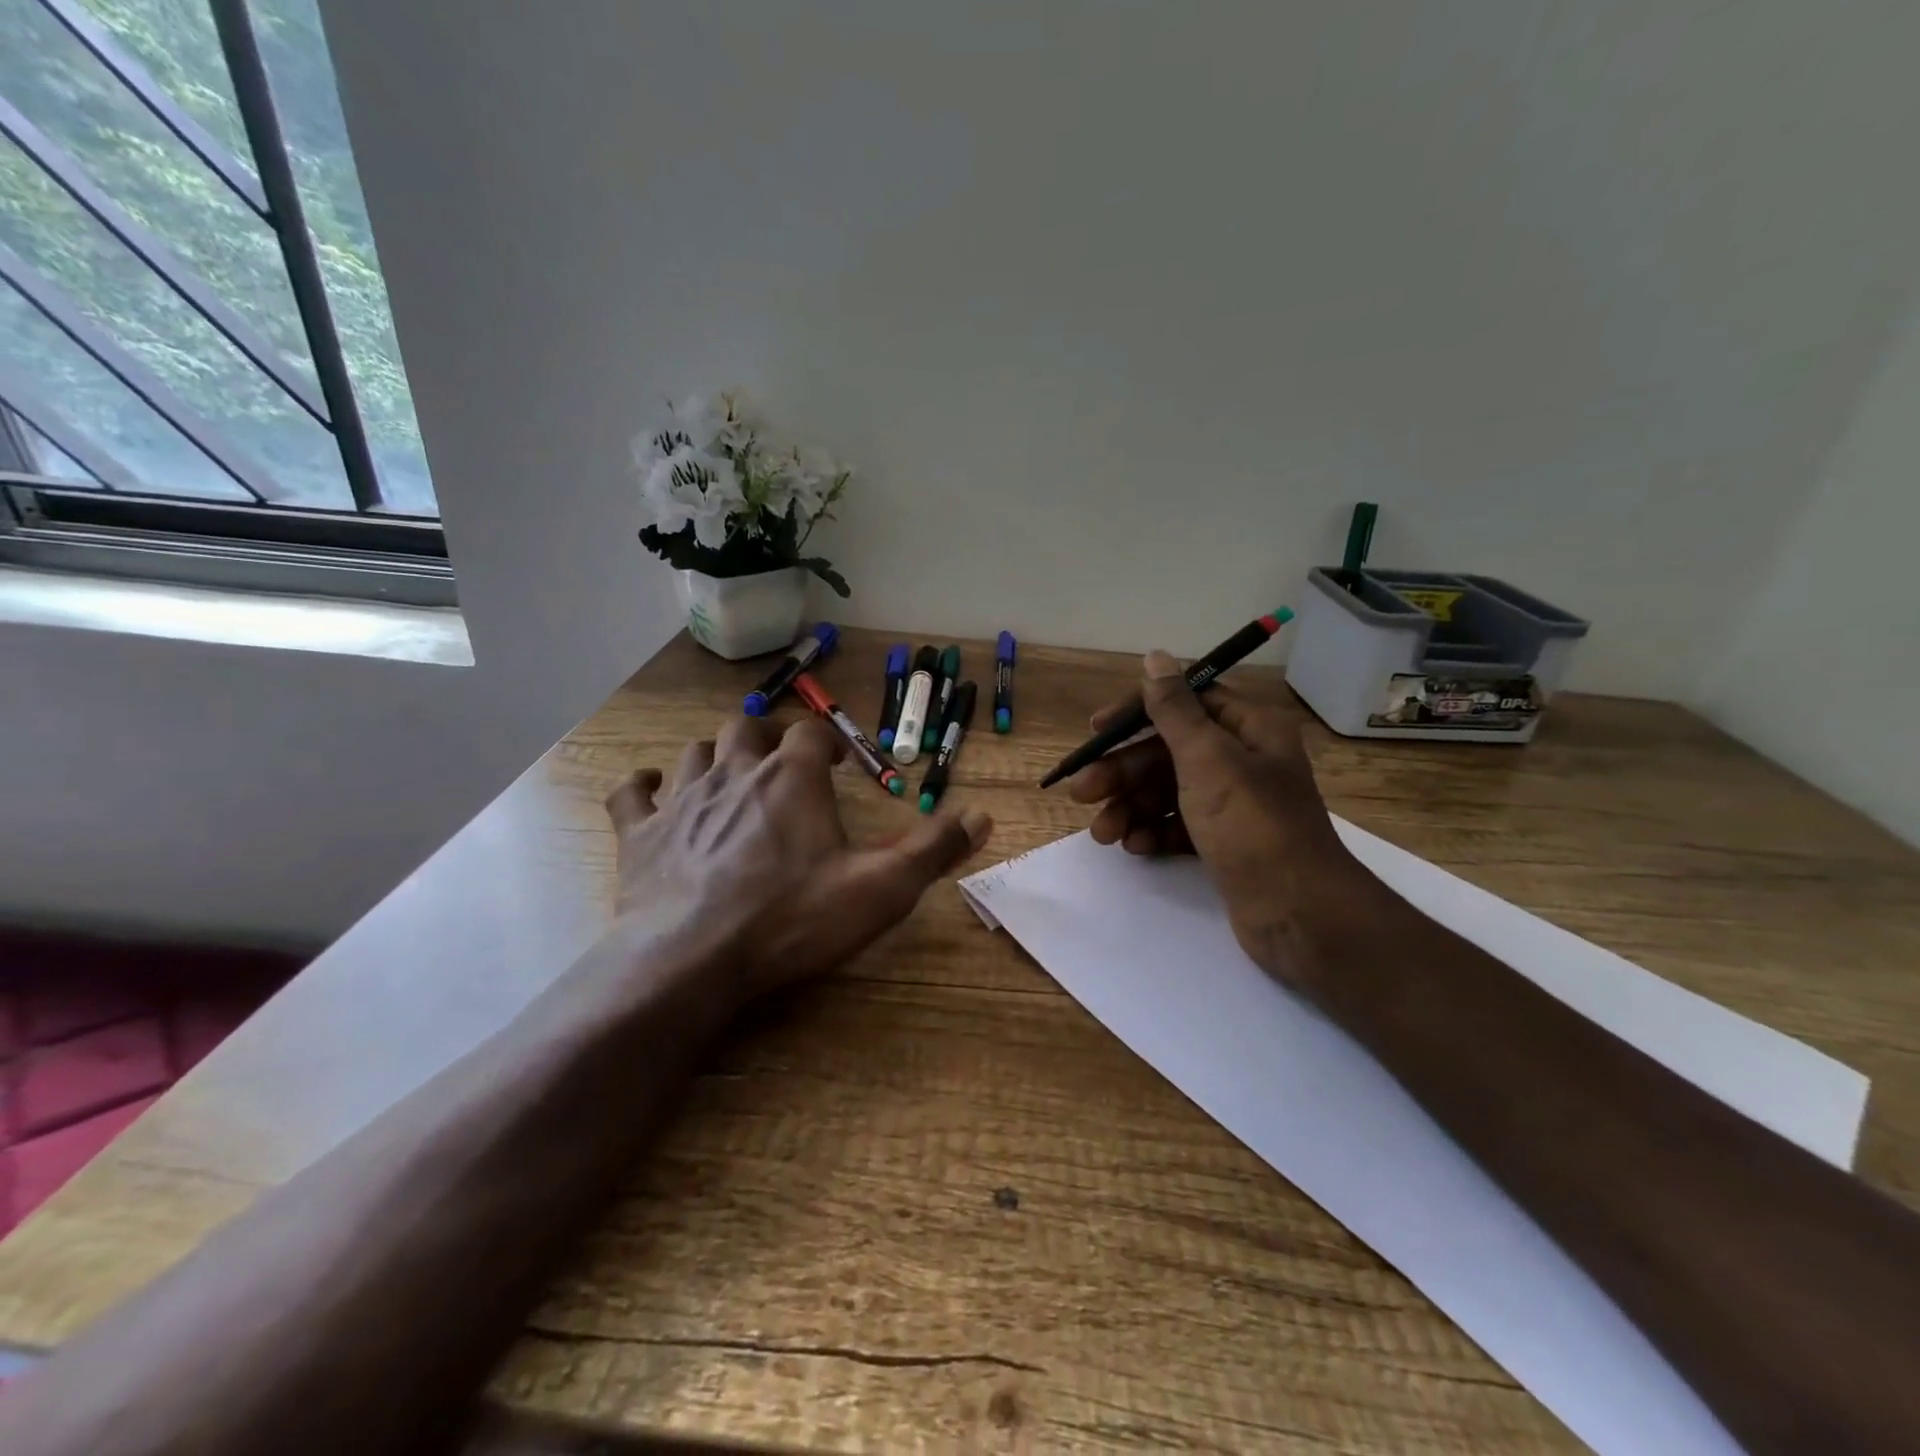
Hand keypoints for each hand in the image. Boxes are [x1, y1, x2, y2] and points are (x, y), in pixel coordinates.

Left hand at [605, 715, 991, 1006]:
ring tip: (727, 773)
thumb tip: (984, 816)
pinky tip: (651, 789)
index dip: (826, 742)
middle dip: (766, 735)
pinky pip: (633, 792)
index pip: (810, 733)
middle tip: (780, 758)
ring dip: (713, 755)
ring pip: (694, 752)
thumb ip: (933, 850)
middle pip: (746, 728)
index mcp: (791, 778)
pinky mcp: (641, 834)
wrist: (692, 959)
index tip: (836, 762)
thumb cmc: (792, 919)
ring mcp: (682, 800)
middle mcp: (735, 773)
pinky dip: (643, 785)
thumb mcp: (880, 889)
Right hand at [1068, 651, 1367, 988]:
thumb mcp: (1207, 758)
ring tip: (1103, 834)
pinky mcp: (1224, 842)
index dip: (1137, 712)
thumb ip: (1174, 709)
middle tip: (1082, 792)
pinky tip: (1134, 847)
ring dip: (1130, 807)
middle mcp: (1243, 760)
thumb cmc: (1251, 824)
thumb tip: (1155, 657)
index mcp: (1249, 729)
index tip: (1096, 729)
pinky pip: (1178, 825)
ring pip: (1168, 792)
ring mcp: (1234, 805)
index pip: (1185, 702)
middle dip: (1123, 772)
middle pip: (1168, 752)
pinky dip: (1153, 832)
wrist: (1298, 913)